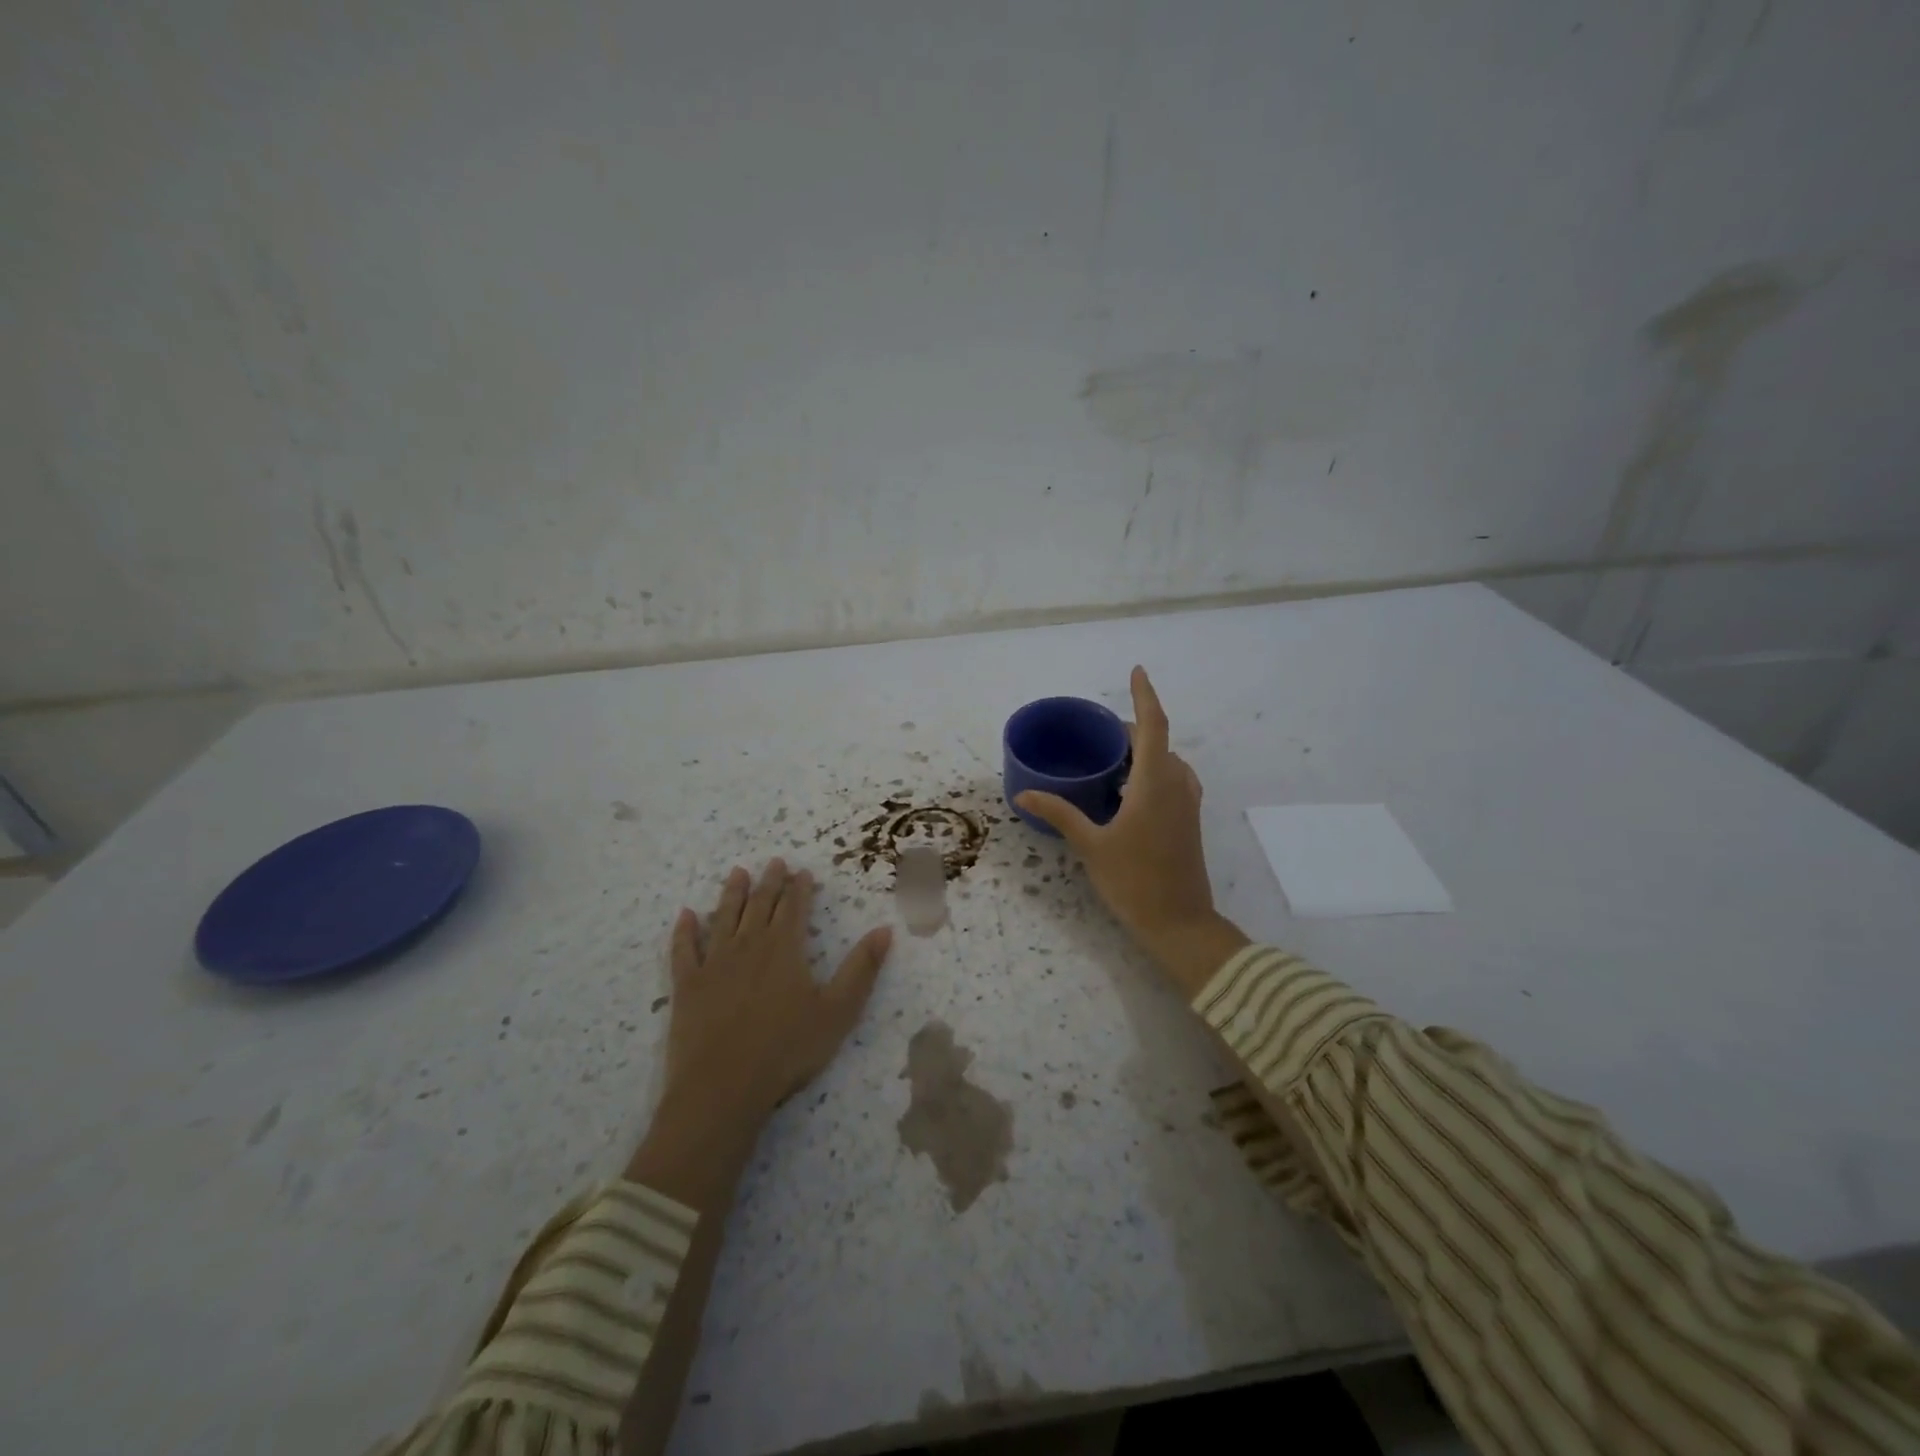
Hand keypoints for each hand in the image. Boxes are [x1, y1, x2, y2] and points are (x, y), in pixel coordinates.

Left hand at [628, 860, 891, 1206]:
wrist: (723, 1088)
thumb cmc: (787, 1050)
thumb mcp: (838, 1011)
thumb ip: (862, 968)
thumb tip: (885, 929)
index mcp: (785, 949)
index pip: (794, 908)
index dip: (799, 888)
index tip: (802, 871)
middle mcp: (748, 946)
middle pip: (760, 905)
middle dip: (769, 882)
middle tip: (774, 862)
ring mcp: (713, 964)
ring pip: (724, 918)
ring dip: (731, 894)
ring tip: (737, 873)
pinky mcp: (687, 986)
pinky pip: (683, 950)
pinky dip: (684, 930)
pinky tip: (685, 915)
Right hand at [1016, 667, 1247, 995]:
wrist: (1180, 922)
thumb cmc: (1134, 881)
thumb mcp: (1091, 845)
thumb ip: (1060, 814)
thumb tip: (1024, 796)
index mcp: (1154, 783)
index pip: (1153, 725)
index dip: (1145, 695)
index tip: (1138, 671)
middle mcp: (1176, 784)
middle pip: (1158, 741)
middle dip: (1131, 729)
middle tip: (1097, 734)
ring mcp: (1187, 803)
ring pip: (1167, 761)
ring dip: (1143, 751)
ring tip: (1110, 760)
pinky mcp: (1189, 820)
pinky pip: (1172, 779)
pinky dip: (1151, 771)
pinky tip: (1127, 792)